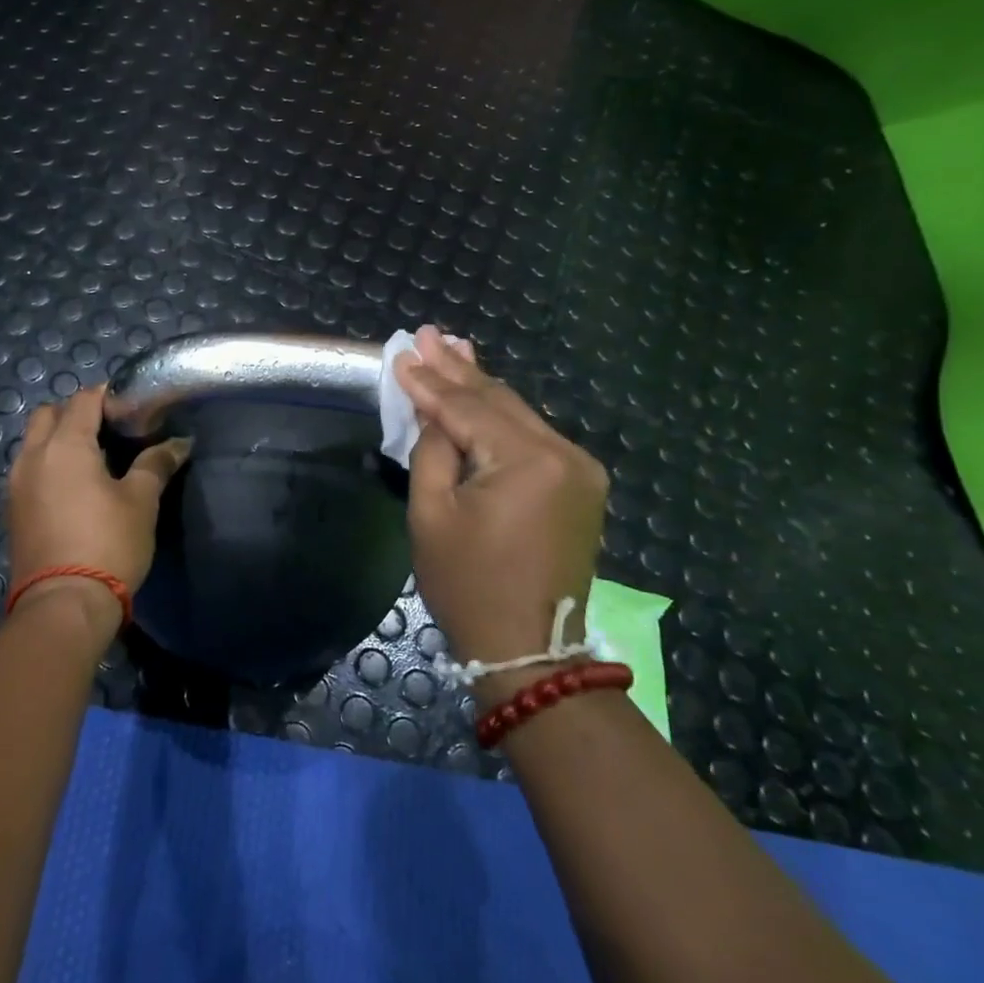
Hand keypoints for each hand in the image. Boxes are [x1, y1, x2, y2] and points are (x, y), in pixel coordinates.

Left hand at [6, 384, 190, 633]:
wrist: (64, 604)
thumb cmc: (108, 544)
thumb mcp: (141, 501)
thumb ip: (156, 464)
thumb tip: (180, 442)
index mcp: (65, 445)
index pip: (83, 399)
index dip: (108, 396)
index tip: (132, 407)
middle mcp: (33, 456)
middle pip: (49, 414)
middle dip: (76, 412)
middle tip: (109, 431)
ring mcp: (17, 484)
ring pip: (34, 442)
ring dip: (58, 438)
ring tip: (93, 459)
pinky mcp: (12, 510)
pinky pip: (28, 469)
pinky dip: (48, 464)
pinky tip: (74, 487)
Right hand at [393, 326, 609, 672]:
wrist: (528, 648)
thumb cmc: (467, 585)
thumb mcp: (431, 514)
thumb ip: (432, 449)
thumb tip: (432, 410)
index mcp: (528, 462)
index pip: (468, 408)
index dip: (430, 382)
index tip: (402, 351)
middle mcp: (565, 454)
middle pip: (499, 401)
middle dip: (458, 369)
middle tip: (428, 334)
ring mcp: (581, 470)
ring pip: (519, 415)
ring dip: (481, 387)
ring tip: (452, 351)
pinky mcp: (582, 485)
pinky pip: (534, 438)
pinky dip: (502, 417)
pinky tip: (482, 393)